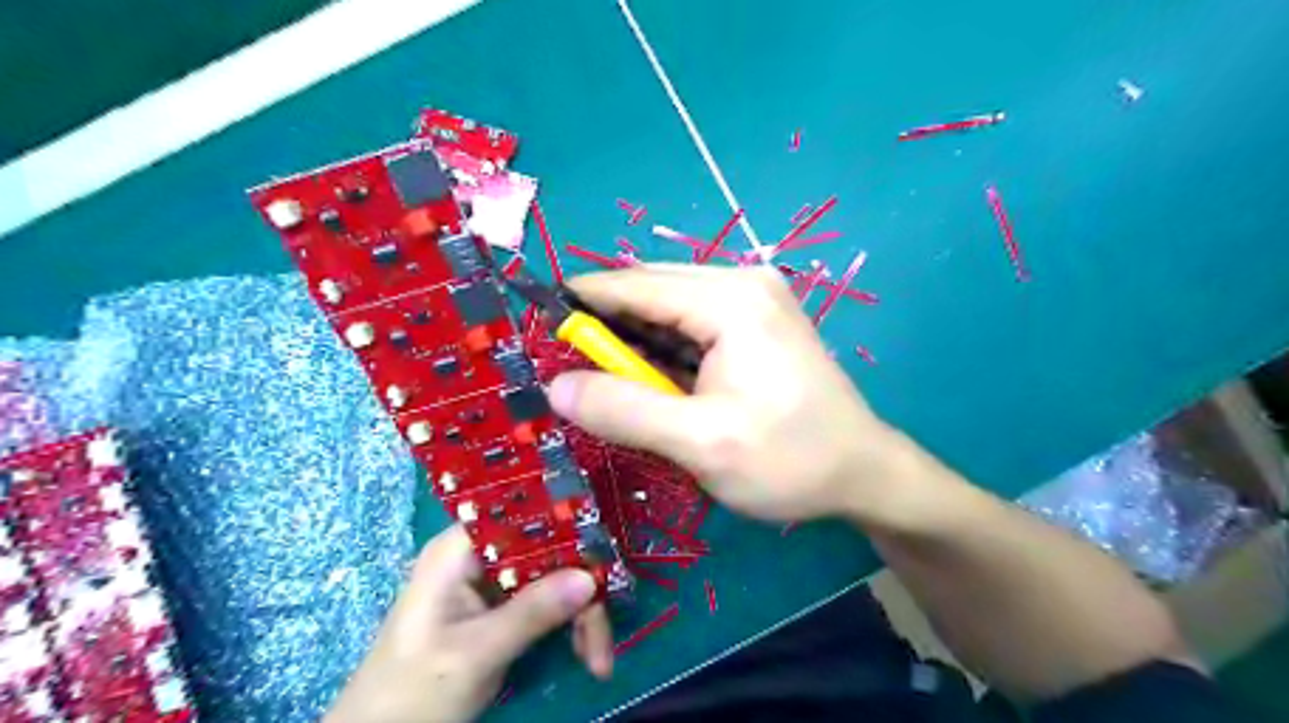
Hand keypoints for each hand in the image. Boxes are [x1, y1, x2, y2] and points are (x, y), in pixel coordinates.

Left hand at [328, 525, 615, 721]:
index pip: (524, 515)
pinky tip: (587, 655)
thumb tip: (589, 577)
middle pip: (548, 549)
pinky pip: (549, 603)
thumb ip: (531, 612)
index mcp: (460, 549)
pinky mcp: (502, 610)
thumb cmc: (410, 693)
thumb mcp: (474, 654)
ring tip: (599, 659)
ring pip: (555, 577)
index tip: (603, 558)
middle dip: (581, 587)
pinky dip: (571, 627)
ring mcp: (492, 583)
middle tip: (604, 633)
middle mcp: (479, 556)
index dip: (566, 528)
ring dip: (582, 614)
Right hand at [548, 265, 931, 523]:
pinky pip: (691, 327)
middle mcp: (740, 284)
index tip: (533, 324)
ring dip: (632, 342)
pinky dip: (661, 351)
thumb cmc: (789, 459)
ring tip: (599, 379)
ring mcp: (751, 301)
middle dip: (606, 327)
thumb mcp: (700, 443)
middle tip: (565, 367)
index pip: (634, 285)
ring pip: (668, 311)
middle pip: (650, 292)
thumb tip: (556, 387)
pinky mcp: (754, 324)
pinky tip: (646, 381)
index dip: (580, 302)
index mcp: (729, 299)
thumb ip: (624, 411)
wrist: (864, 473)